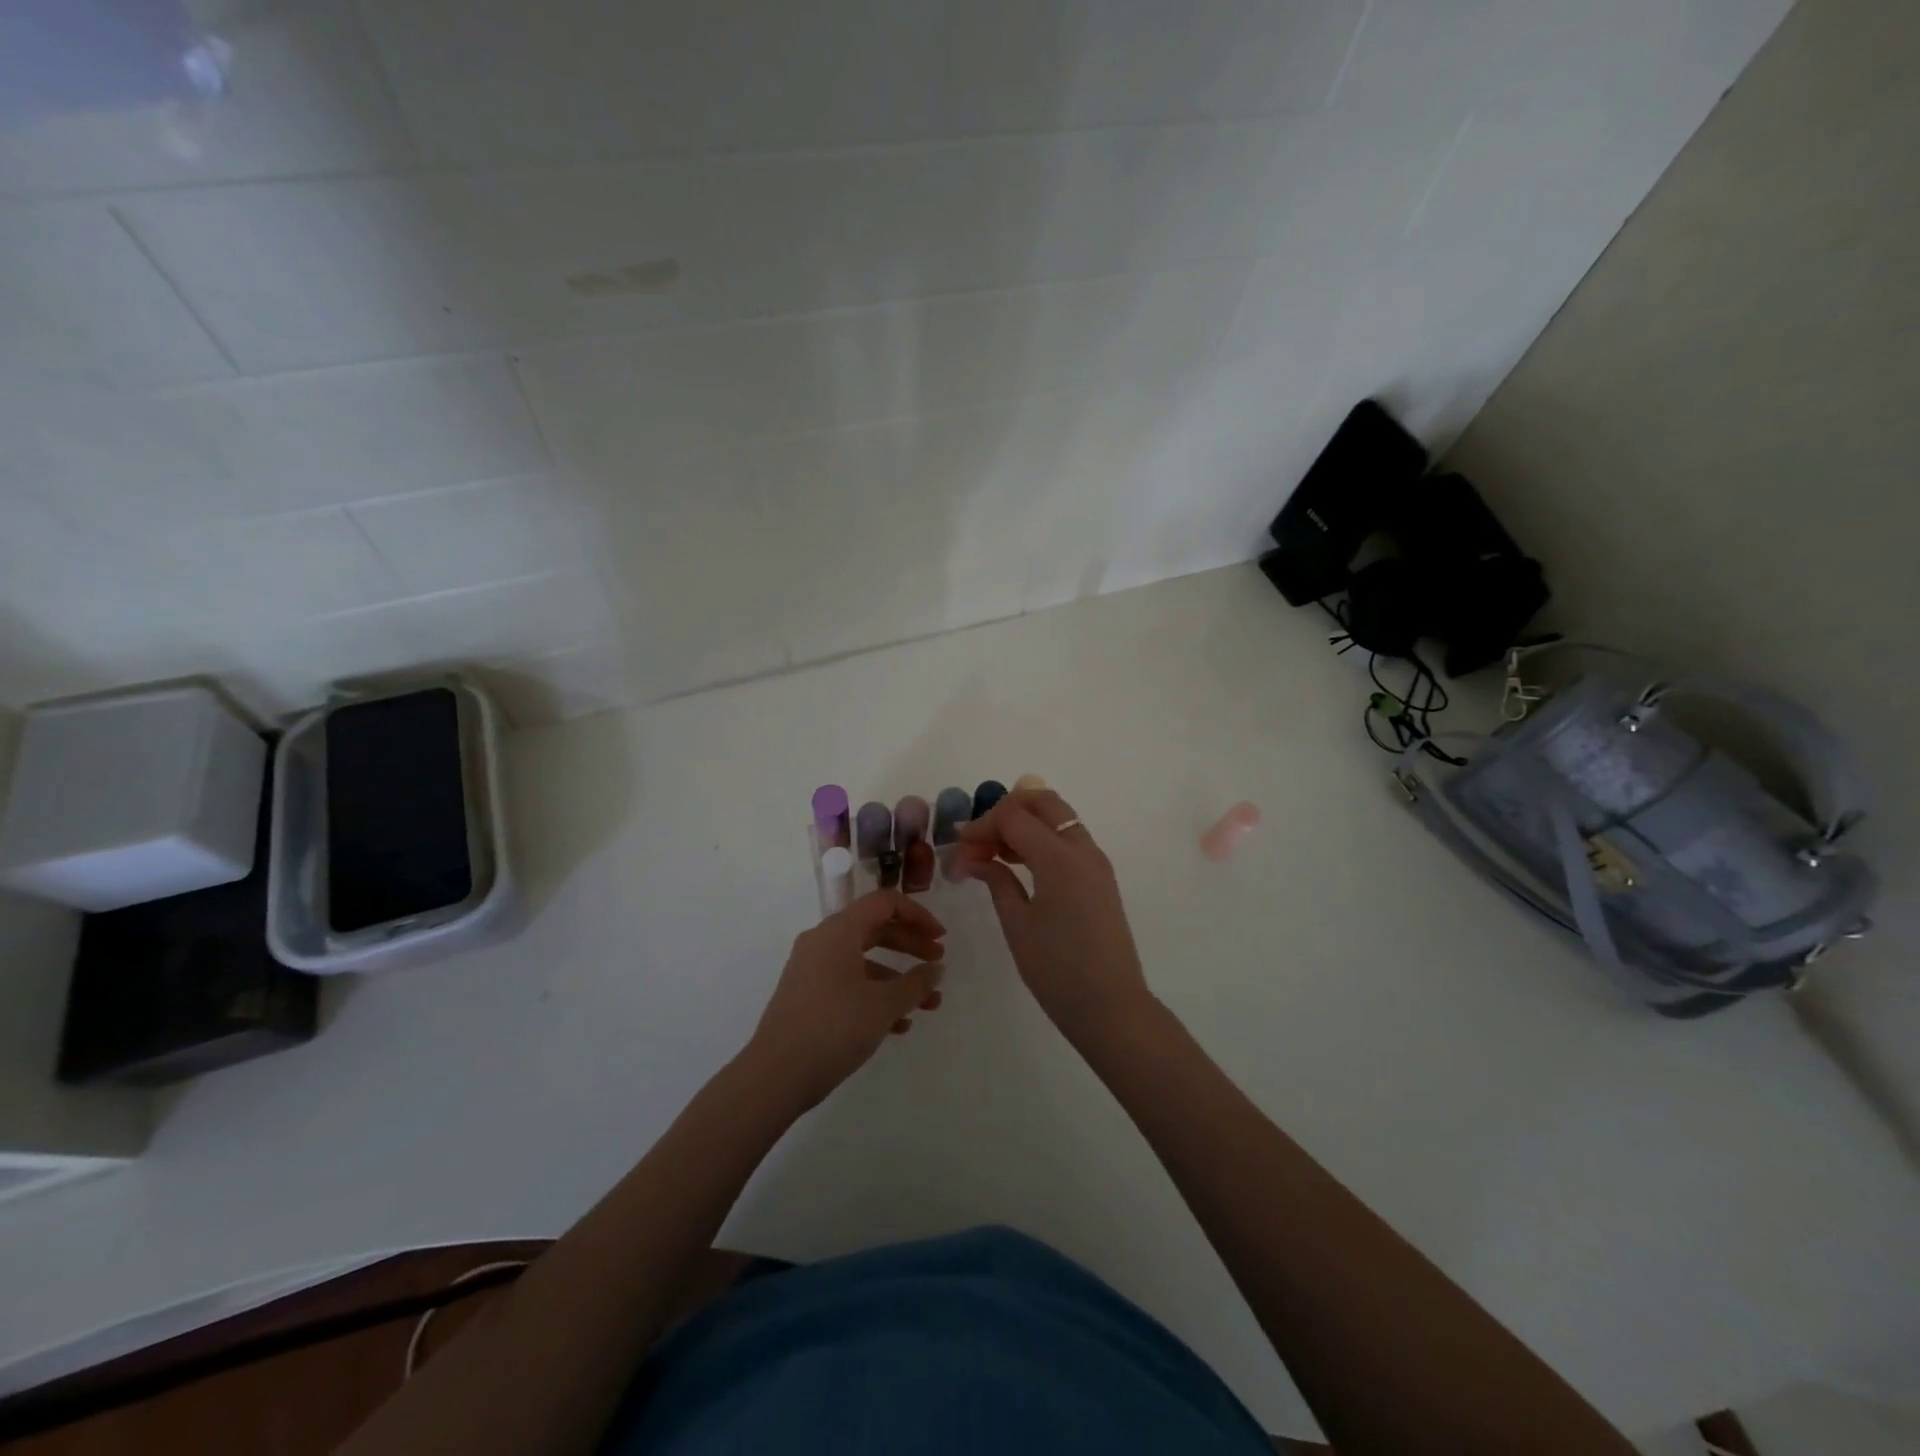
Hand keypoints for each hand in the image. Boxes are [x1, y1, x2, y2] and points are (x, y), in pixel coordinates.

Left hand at [746, 890, 946, 1110]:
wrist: (775, 1075)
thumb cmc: (834, 1027)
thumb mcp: (883, 1005)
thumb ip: (916, 984)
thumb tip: (936, 969)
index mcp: (839, 930)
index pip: (885, 903)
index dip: (918, 915)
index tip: (941, 938)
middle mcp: (822, 941)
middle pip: (875, 929)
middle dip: (910, 946)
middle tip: (938, 964)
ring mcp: (811, 968)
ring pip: (863, 960)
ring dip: (897, 978)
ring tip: (928, 1005)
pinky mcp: (806, 995)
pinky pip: (848, 982)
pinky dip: (874, 995)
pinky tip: (898, 1025)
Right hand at [956, 788, 1151, 1037]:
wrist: (1111, 1006)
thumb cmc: (1057, 969)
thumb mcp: (1017, 924)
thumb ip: (997, 880)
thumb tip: (975, 858)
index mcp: (1059, 857)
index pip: (1014, 816)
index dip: (982, 825)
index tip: (960, 847)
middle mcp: (1082, 848)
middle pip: (1042, 802)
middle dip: (1007, 811)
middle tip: (980, 840)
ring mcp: (1096, 862)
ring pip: (1058, 818)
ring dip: (1025, 824)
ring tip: (993, 855)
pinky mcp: (1100, 877)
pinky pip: (1069, 840)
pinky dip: (1043, 839)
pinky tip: (1019, 865)